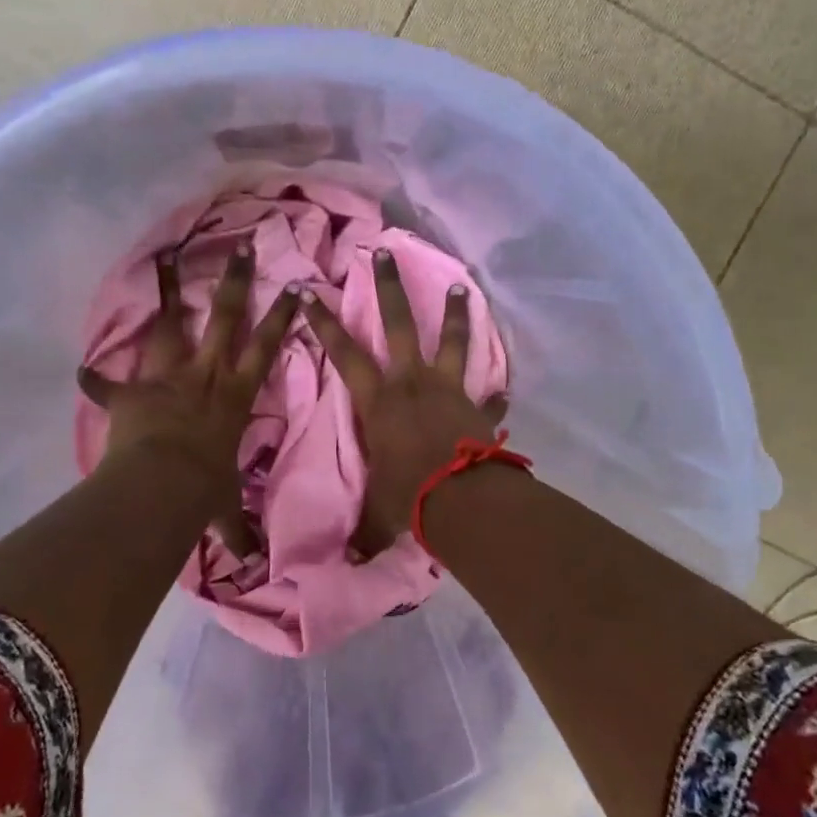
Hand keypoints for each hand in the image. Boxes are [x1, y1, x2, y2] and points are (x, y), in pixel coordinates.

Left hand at [78, 243, 299, 549]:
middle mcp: (205, 376)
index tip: (294, 287)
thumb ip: (236, 531)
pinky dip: (96, 379)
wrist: (160, 489)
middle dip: (233, 283)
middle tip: (238, 249)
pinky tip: (82, 369)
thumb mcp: (224, 511)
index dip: (281, 318)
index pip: (265, 349)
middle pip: (223, 320)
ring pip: (171, 327)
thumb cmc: (203, 491)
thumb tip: (254, 567)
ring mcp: (166, 379)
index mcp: (233, 396)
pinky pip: (108, 383)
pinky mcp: (131, 392)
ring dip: (168, 293)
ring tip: (165, 257)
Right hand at [304, 249, 506, 555]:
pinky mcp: (478, 408)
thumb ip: (362, 528)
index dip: (324, 323)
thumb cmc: (408, 499)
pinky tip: (505, 388)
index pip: (343, 353)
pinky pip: (489, 395)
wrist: (463, 503)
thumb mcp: (376, 512)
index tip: (311, 292)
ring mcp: (449, 390)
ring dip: (454, 315)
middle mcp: (412, 383)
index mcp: (378, 401)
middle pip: (397, 325)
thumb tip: (346, 564)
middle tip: (383, 252)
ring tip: (461, 286)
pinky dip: (496, 393)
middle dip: (389, 287)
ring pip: (451, 341)